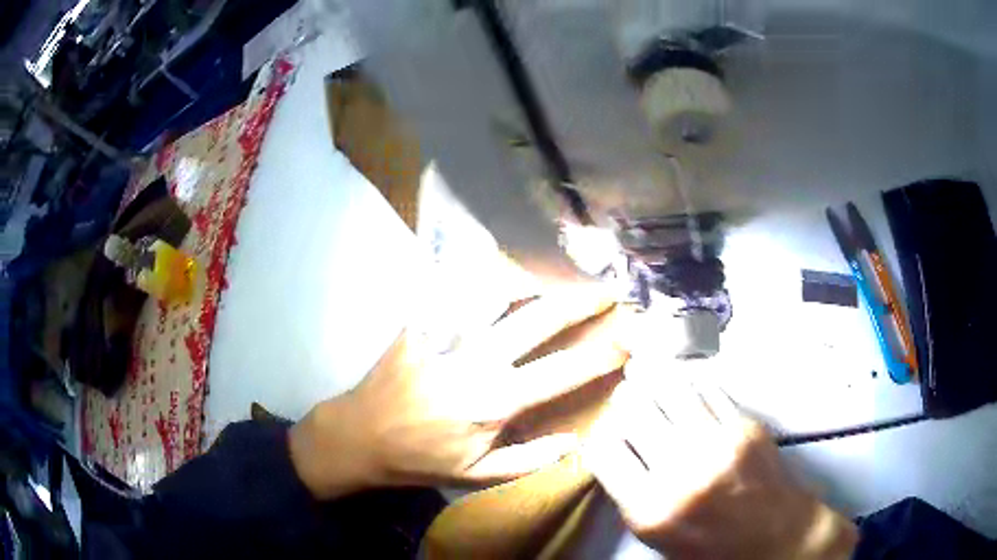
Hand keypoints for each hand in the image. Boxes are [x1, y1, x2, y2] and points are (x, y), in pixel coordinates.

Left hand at [290, 288, 628, 498]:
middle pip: (538, 320)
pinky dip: (483, 272)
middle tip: (606, 291)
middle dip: (579, 302)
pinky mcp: (421, 321)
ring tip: (560, 271)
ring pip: (497, 292)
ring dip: (535, 278)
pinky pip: (457, 286)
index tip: (627, 341)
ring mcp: (446, 335)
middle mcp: (476, 361)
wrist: (361, 435)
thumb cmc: (421, 458)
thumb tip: (574, 443)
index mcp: (494, 402)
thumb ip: (529, 460)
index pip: (562, 372)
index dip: (601, 355)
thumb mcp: (478, 475)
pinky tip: (502, 264)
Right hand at [583, 375, 857, 559]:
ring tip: (649, 374)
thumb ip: (631, 496)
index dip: (600, 433)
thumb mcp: (658, 538)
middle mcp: (681, 473)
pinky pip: (707, 389)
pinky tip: (685, 384)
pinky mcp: (746, 427)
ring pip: (670, 389)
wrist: (776, 537)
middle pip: (634, 411)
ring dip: (654, 380)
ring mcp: (718, 444)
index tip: (607, 429)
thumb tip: (615, 448)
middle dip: (625, 400)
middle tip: (626, 396)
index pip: (604, 449)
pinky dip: (689, 383)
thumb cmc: (712, 547)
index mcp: (651, 509)